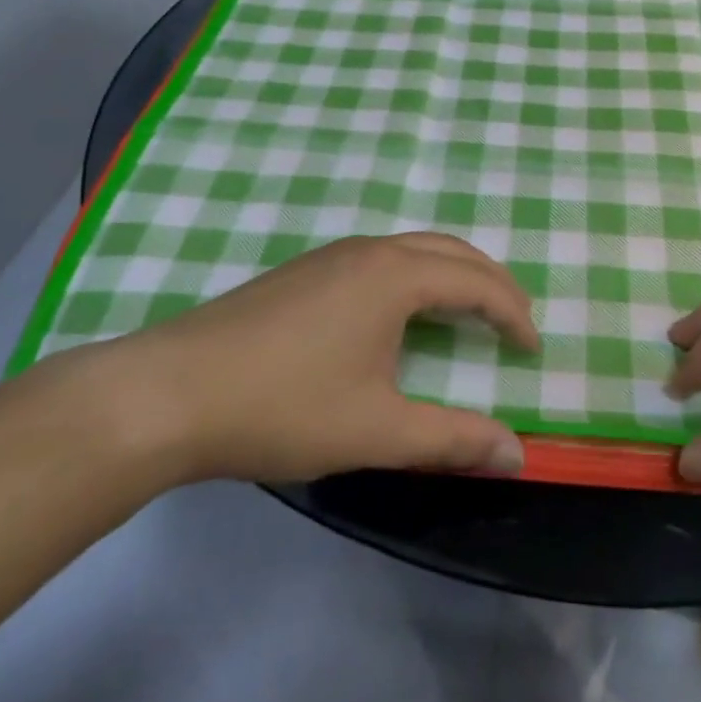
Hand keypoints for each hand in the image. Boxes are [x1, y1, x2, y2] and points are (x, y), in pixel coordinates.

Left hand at [96, 233, 539, 484]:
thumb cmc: (283, 407)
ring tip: (468, 311)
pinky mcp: (301, 272)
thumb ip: (452, 439)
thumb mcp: (377, 430)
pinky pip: (380, 259)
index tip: (532, 348)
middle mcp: (368, 251)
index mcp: (395, 276)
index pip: (476, 282)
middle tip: (515, 318)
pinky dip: (415, 276)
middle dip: (491, 281)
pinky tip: (400, 314)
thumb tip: (517, 453)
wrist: (168, 393)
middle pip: (450, 250)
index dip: (512, 313)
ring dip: (452, 273)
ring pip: (412, 249)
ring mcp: (330, 256)